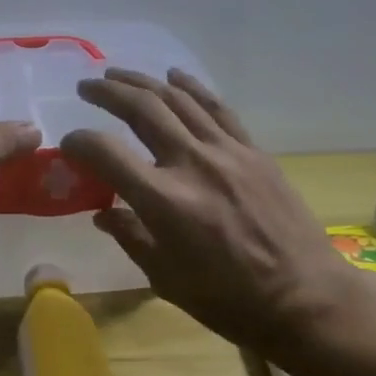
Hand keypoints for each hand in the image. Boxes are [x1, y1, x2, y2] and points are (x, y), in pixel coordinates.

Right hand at [61, 69, 356, 352]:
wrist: (306, 299)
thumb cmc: (229, 301)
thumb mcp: (166, 279)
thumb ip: (131, 237)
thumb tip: (103, 212)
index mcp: (165, 201)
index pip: (106, 153)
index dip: (79, 143)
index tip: (68, 145)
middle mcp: (192, 164)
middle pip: (141, 109)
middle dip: (107, 92)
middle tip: (86, 87)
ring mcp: (227, 152)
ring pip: (177, 99)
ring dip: (143, 82)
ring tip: (118, 74)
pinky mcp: (253, 151)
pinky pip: (217, 108)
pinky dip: (192, 88)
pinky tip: (174, 76)